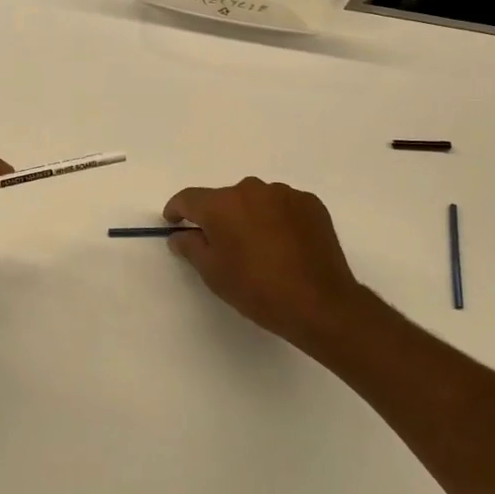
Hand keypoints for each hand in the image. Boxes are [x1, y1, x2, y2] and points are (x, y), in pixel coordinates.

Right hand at [164, 178, 377, 355]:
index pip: (189, 198)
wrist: (320, 303)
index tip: (174, 222)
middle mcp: (251, 190)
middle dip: (219, 217)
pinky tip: (284, 245)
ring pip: (256, 201)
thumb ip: (190, 247)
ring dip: (250, 217)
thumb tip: (180, 235)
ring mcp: (284, 194)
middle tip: (223, 245)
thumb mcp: (213, 274)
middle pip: (224, 199)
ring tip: (259, 247)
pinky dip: (277, 219)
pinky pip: (283, 206)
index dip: (177, 210)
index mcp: (221, 205)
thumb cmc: (258, 290)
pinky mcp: (310, 203)